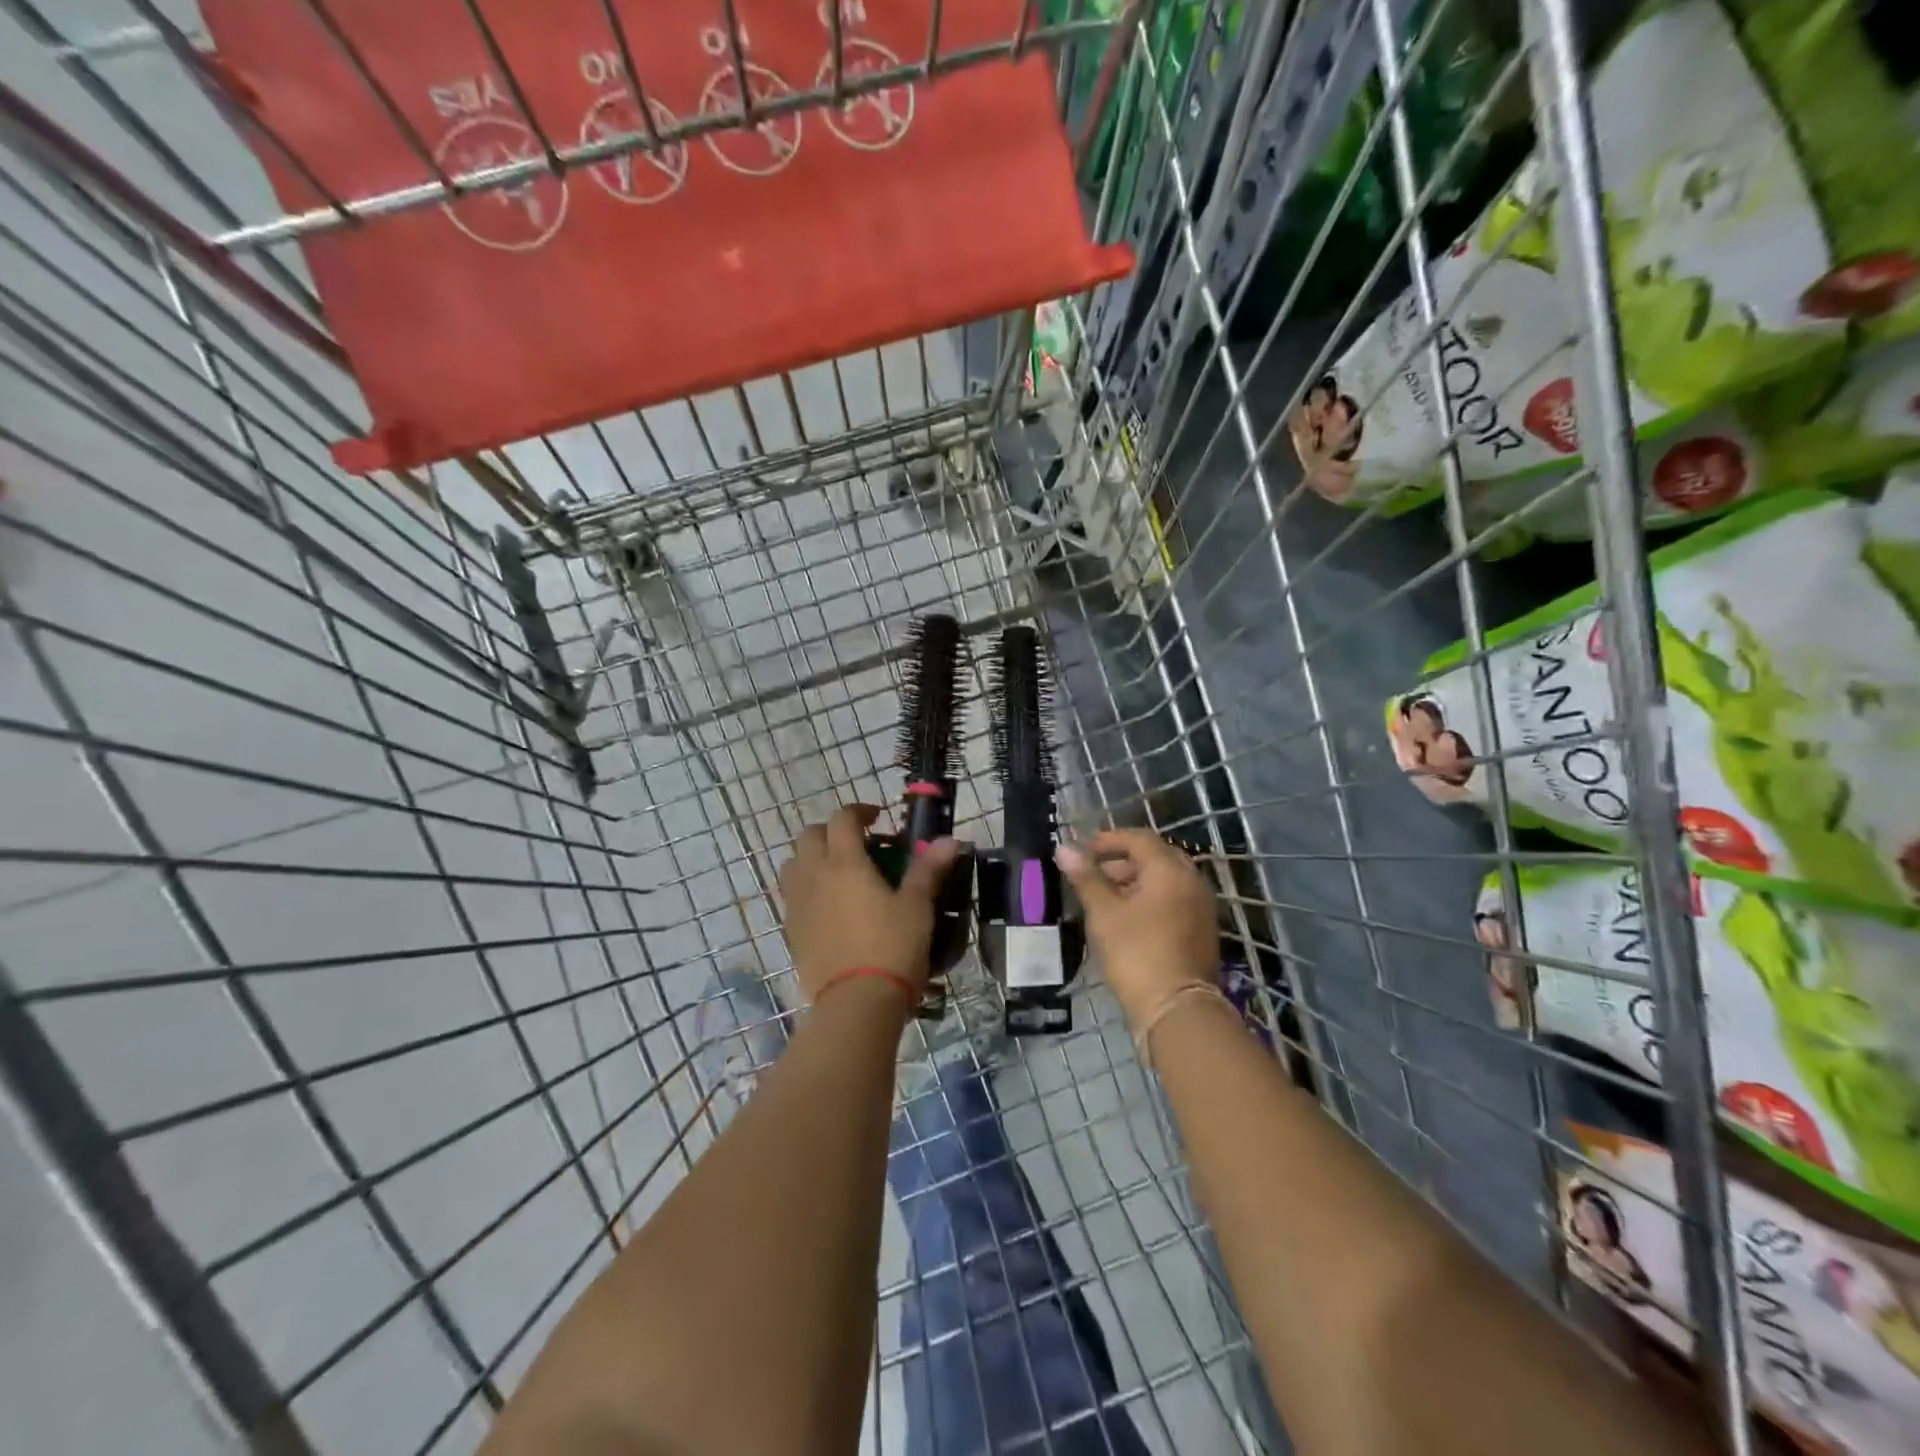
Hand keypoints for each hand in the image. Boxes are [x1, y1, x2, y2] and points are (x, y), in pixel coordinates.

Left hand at [778, 804, 958, 1003]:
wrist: (856, 1003)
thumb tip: (950, 840)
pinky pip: (792, 894)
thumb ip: (929, 869)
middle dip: (832, 831)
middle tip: (859, 844)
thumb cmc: (892, 948)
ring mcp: (797, 903)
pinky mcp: (791, 930)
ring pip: (794, 863)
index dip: (859, 811)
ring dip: (814, 857)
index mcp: (844, 862)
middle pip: (810, 835)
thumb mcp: (918, 906)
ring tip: (840, 872)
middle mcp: (814, 874)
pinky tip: (831, 906)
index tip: (878, 819)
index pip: (842, 818)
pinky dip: (808, 886)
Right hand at [1055, 829, 1217, 1028]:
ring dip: (1135, 881)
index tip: (1082, 852)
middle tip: (1093, 874)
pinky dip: (1150, 899)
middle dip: (1121, 861)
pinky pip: (1173, 900)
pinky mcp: (1202, 930)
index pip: (1139, 839)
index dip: (1108, 840)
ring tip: (1104, 898)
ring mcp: (1201, 906)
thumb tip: (1064, 848)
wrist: (1176, 1009)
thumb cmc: (1136, 952)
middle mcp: (1191, 881)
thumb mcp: (1104, 912)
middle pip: (1154, 857)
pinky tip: (1127, 918)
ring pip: (1164, 880)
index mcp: (1169, 870)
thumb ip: (1086, 877)